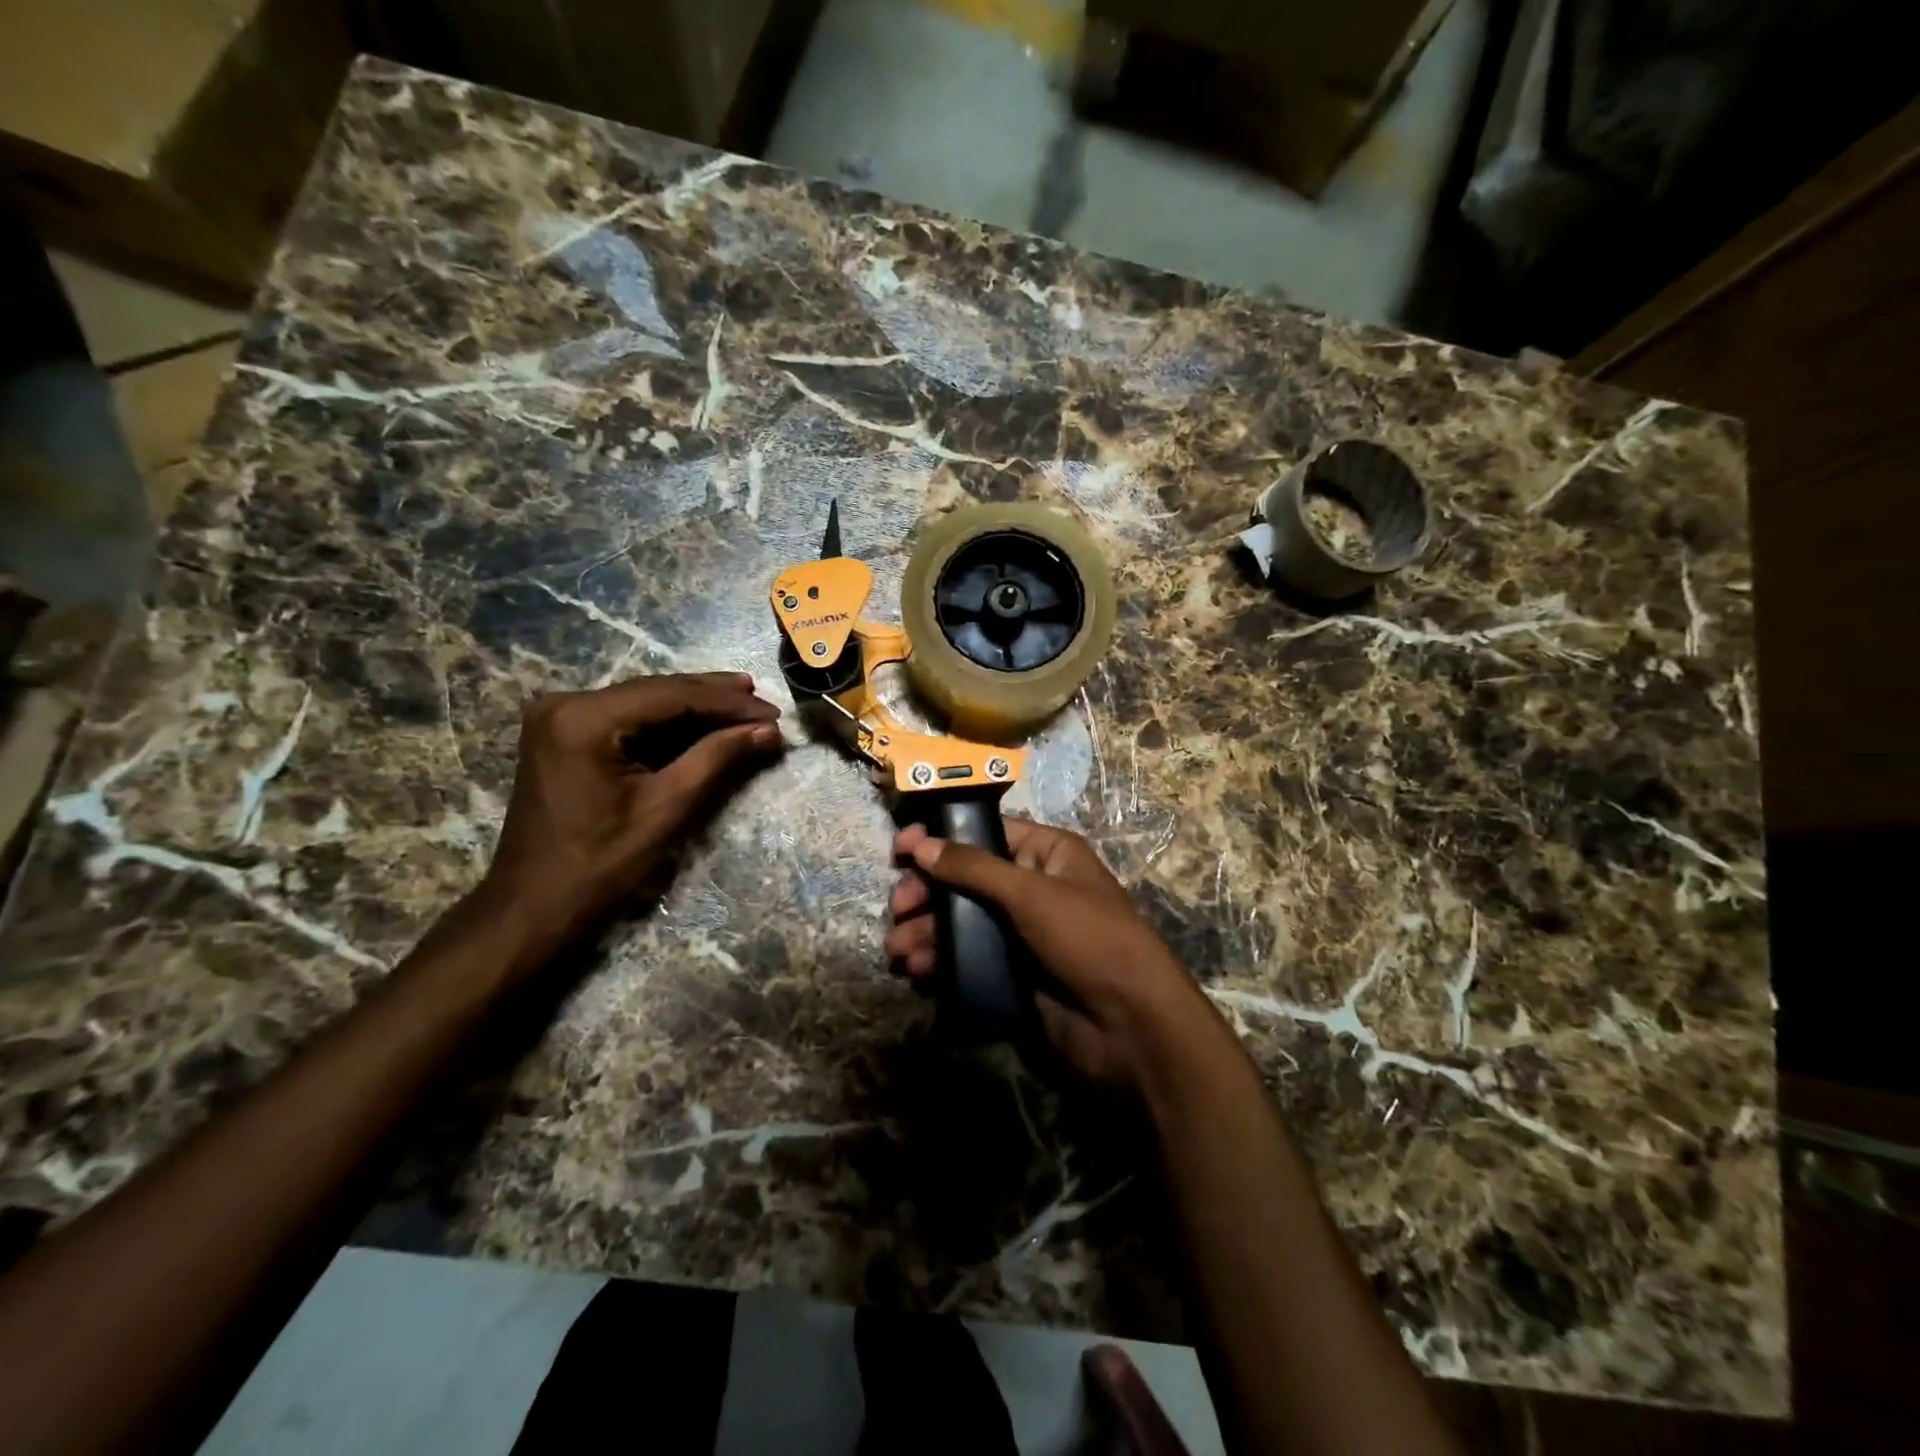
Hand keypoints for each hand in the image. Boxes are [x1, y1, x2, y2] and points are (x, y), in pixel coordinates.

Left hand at [477, 673, 781, 968]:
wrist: (534, 905)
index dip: (729, 703)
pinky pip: (629, 717)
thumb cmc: (600, 864)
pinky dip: (669, 723)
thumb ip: (717, 758)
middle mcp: (567, 703)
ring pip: (646, 701)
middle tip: (766, 705)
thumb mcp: (667, 807)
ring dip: (696, 707)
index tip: (774, 714)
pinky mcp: (565, 732)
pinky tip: (705, 723)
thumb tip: (768, 730)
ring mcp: (561, 716)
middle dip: (715, 699)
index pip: (673, 695)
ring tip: (747, 707)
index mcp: (585, 718)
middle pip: (658, 690)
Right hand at [885, 818, 1226, 1091]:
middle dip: (928, 892)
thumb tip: (922, 844)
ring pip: (962, 920)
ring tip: (898, 948)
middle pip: (966, 879)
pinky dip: (941, 959)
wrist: (1131, 1026)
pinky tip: (918, 969)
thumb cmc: (1088, 939)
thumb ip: (974, 868)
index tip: (900, 849)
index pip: (986, 833)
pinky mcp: (1012, 972)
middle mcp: (1032, 887)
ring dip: (927, 930)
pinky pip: (967, 956)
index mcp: (1047, 854)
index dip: (942, 838)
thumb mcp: (1031, 893)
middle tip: (898, 907)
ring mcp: (1021, 932)